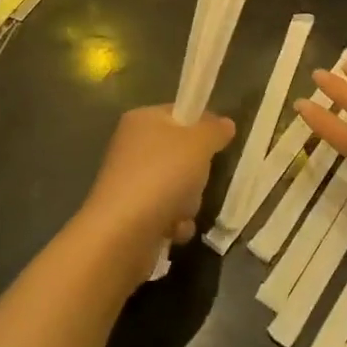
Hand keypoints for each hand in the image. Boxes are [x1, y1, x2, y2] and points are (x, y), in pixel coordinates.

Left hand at [78, 106, 233, 278]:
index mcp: (142, 120)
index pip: (180, 112)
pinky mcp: (130, 214)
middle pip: (182, 153)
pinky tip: (173, 230)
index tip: (217, 142)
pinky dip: (175, 223)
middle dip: (196, 172)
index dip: (202, 126)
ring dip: (188, 202)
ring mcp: (130, 182)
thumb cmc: (162, 176)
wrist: (121, 234)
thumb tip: (225, 124)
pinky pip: (166, 212)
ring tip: (181, 211)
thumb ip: (215, 130)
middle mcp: (132, 147)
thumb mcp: (199, 143)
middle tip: (198, 178)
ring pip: (178, 186)